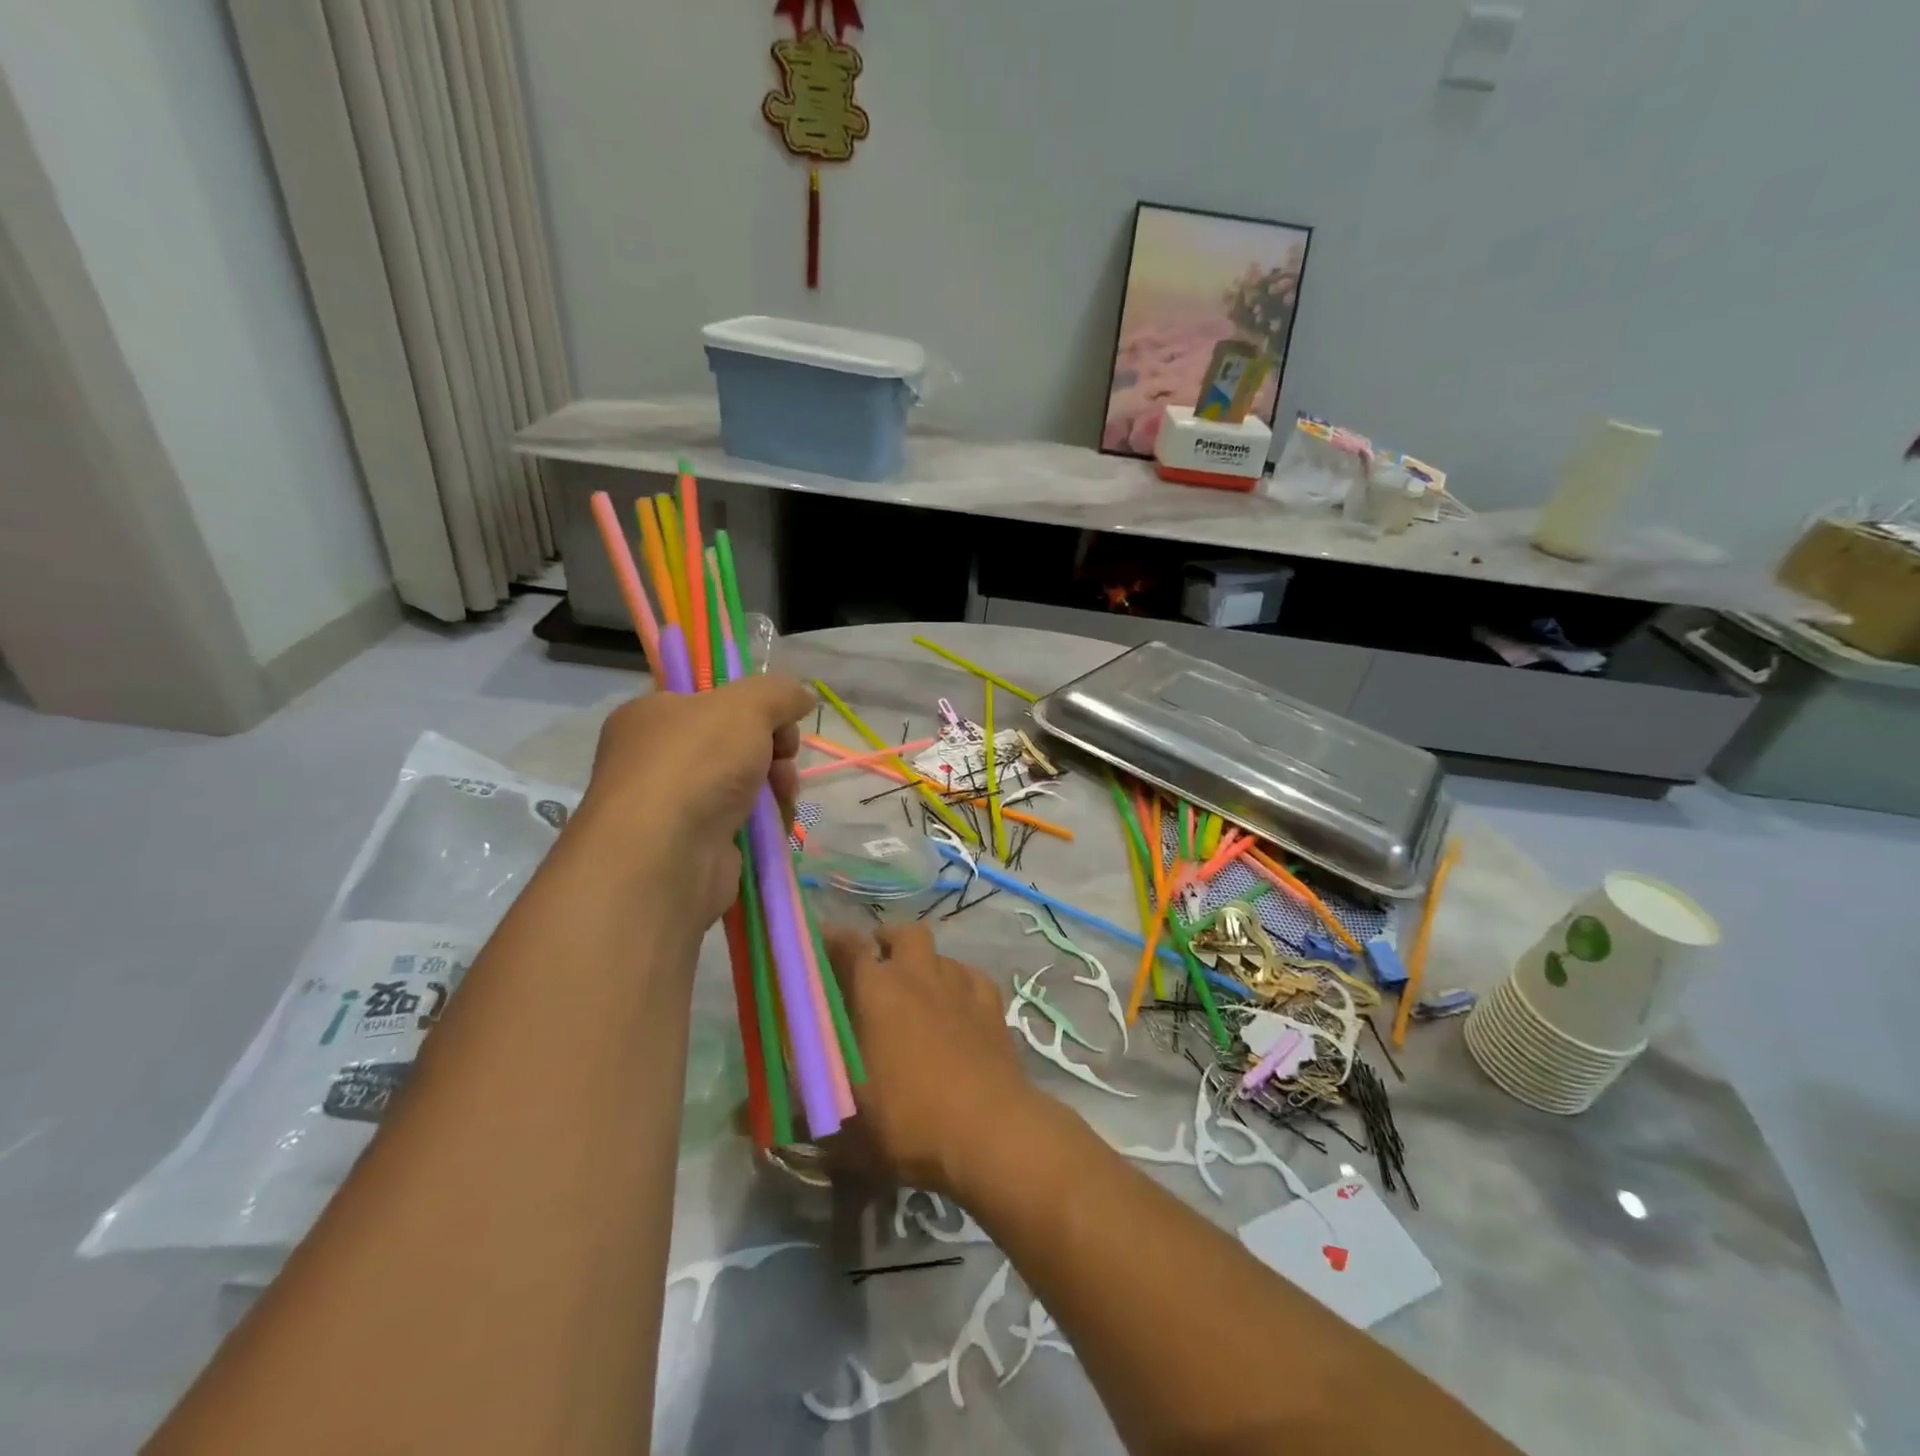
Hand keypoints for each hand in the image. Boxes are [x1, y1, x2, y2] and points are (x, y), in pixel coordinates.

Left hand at [575, 673, 812, 928]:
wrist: (667, 855)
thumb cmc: (696, 762)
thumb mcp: (746, 705)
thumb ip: (780, 692)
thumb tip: (802, 696)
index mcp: (652, 715)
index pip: (707, 697)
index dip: (748, 702)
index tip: (776, 714)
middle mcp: (658, 759)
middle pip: (736, 742)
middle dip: (773, 747)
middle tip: (784, 754)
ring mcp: (678, 806)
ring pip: (747, 783)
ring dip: (777, 785)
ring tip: (782, 793)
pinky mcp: (699, 846)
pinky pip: (747, 823)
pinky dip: (767, 822)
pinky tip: (774, 824)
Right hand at [824, 923, 1033, 1196]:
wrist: (990, 1131)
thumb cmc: (909, 1120)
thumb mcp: (847, 1122)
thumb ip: (812, 1107)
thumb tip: (774, 1114)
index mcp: (877, 991)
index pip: (850, 946)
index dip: (833, 939)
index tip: (821, 940)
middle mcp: (918, 975)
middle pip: (903, 933)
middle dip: (887, 941)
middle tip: (877, 965)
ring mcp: (960, 985)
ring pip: (939, 953)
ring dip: (924, 963)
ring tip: (917, 990)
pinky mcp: (992, 1004)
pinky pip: (971, 976)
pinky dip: (959, 983)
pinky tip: (958, 1005)